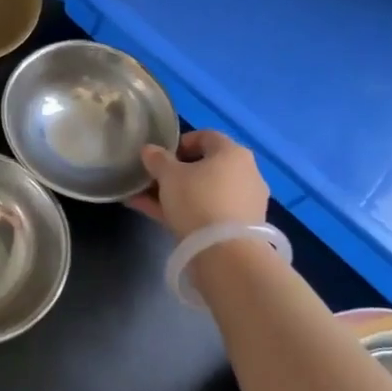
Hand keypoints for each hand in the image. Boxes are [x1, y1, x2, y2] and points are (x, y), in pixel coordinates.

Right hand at [130, 130, 269, 238]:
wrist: (225, 253)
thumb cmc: (197, 200)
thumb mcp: (169, 175)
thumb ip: (157, 159)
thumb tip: (149, 150)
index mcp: (233, 152)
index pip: (206, 136)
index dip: (180, 143)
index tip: (160, 156)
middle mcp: (246, 173)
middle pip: (205, 167)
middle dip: (175, 173)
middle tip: (152, 181)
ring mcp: (245, 202)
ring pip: (204, 192)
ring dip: (176, 195)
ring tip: (145, 201)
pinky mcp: (241, 228)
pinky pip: (209, 212)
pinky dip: (187, 212)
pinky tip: (158, 217)